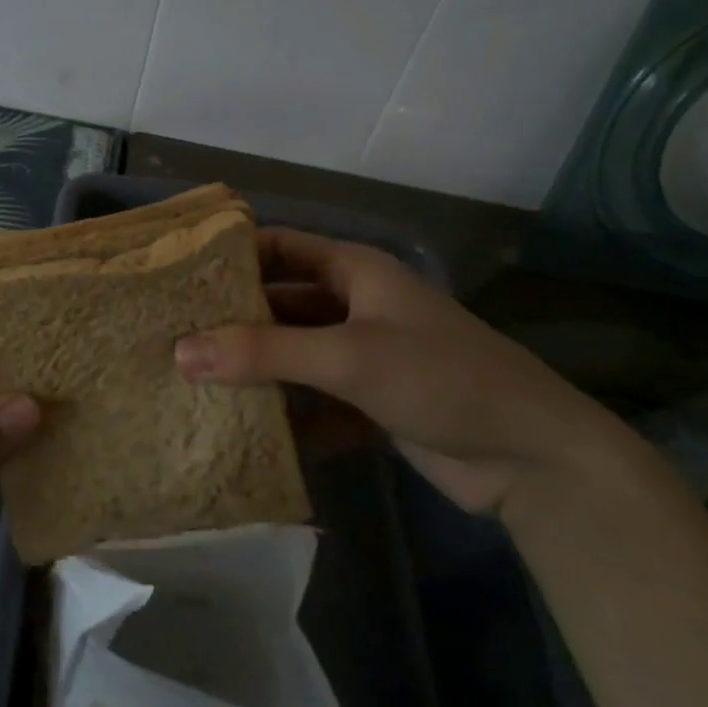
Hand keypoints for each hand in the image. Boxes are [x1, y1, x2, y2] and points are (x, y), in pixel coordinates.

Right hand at [175, 227, 611, 515]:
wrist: (534, 459)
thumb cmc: (440, 378)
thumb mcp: (347, 357)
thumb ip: (263, 353)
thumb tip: (179, 352)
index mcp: (354, 271)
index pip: (279, 247)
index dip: (232, 255)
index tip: (178, 275)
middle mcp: (355, 306)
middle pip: (280, 303)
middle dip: (233, 320)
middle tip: (173, 337)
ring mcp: (364, 356)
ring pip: (294, 354)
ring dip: (255, 369)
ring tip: (193, 383)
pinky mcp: (371, 403)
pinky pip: (314, 399)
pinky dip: (287, 413)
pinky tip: (244, 430)